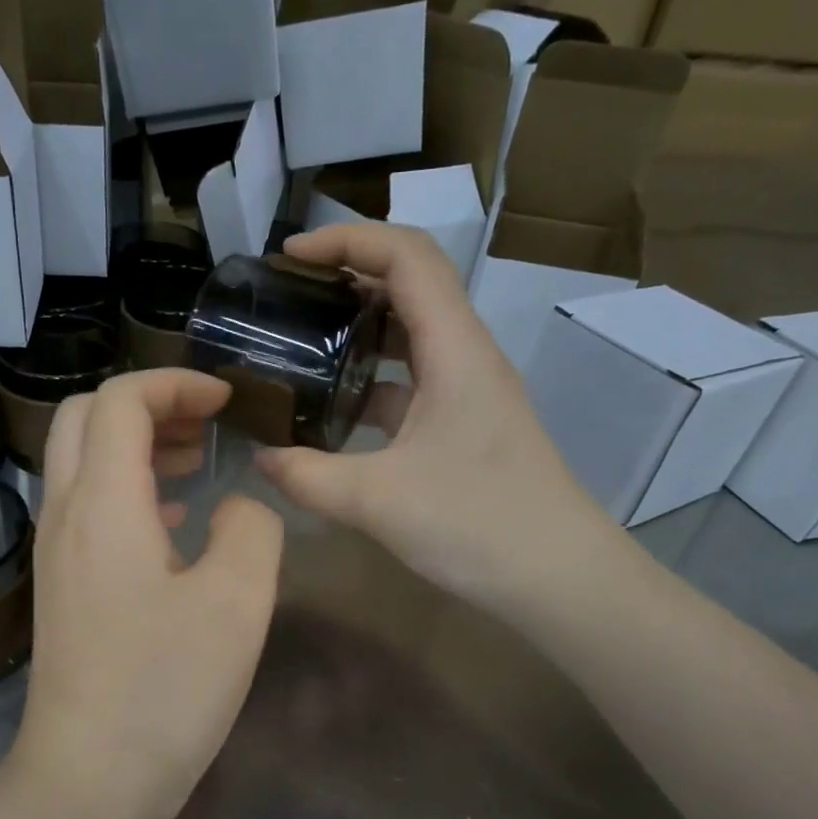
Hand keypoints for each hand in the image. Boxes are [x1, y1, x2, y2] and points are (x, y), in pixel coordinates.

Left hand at [12, 369, 284, 818]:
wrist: (88, 780)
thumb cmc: (165, 690)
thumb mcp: (237, 603)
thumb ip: (251, 530)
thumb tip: (237, 506)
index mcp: (103, 504)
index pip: (120, 400)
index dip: (174, 383)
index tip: (227, 401)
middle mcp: (65, 514)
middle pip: (85, 417)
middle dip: (149, 405)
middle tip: (207, 426)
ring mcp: (55, 552)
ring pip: (82, 461)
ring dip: (137, 445)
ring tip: (198, 463)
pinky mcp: (61, 585)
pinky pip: (87, 507)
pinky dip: (129, 488)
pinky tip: (176, 522)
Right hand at [254, 223, 619, 618]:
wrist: (558, 578)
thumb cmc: (478, 525)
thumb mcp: (376, 500)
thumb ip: (306, 476)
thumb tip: (259, 457)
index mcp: (455, 349)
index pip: (407, 256)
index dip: (347, 240)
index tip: (288, 257)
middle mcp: (466, 355)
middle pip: (410, 284)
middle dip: (346, 276)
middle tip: (286, 297)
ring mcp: (468, 391)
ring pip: (410, 334)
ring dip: (357, 328)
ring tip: (299, 343)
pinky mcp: (463, 425)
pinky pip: (411, 381)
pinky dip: (369, 379)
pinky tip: (331, 409)